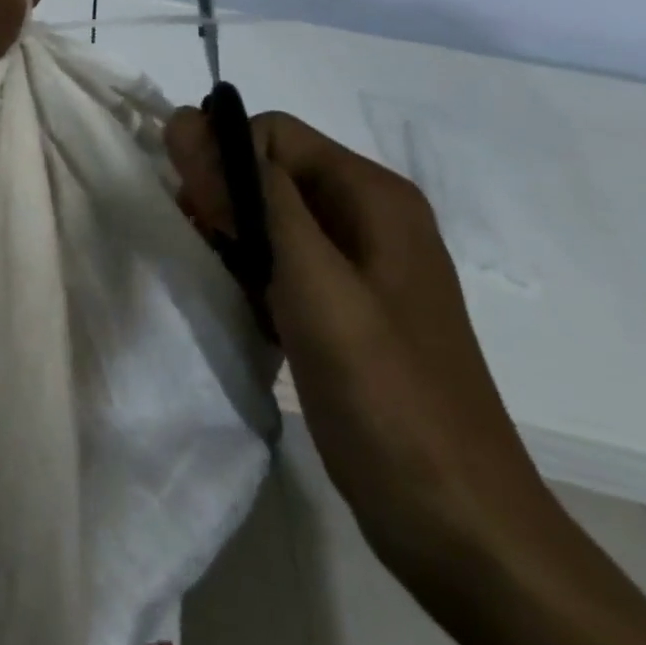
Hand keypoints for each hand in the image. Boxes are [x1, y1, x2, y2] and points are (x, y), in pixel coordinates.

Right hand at [165, 107, 563, 585]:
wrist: (458, 525)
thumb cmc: (387, 396)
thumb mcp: (314, 283)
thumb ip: (253, 197)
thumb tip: (187, 120)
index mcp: (372, 195)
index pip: (269, 132)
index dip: (223, 160)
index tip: (201, 218)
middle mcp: (368, 216)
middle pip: (267, 170)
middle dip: (222, 199)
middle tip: (210, 254)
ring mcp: (359, 265)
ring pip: (267, 217)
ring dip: (231, 240)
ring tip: (226, 288)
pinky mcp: (344, 307)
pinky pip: (279, 262)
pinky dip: (249, 275)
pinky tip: (245, 313)